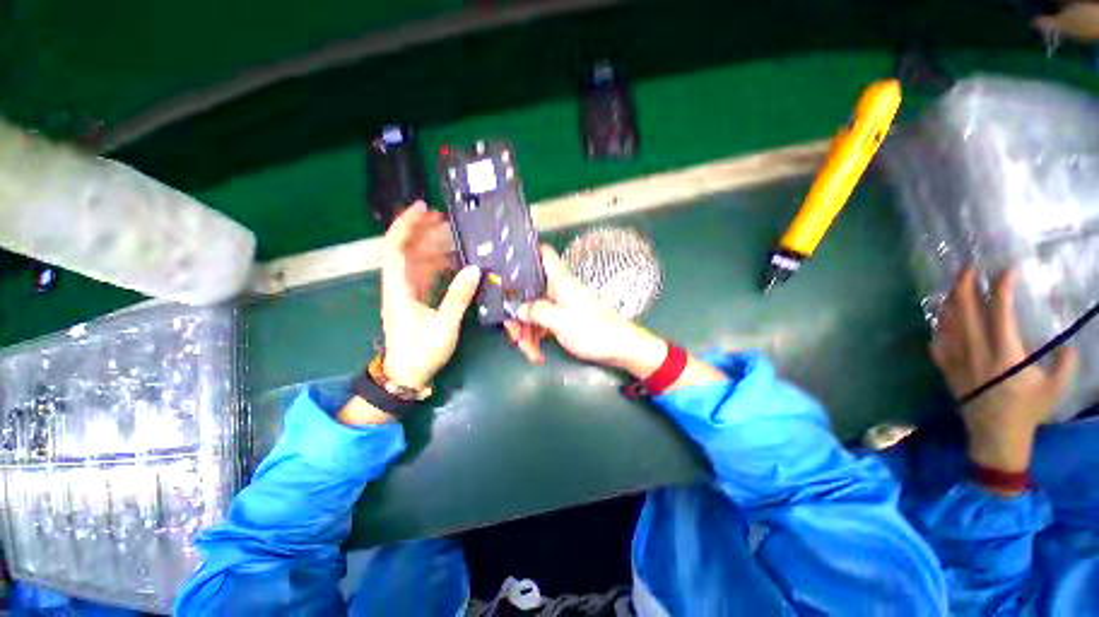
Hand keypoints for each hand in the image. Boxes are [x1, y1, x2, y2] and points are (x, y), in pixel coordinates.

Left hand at [381, 203, 480, 388]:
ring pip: (418, 259)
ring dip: (433, 245)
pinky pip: (427, 273)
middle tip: (446, 219)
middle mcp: (401, 284)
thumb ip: (458, 297)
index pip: (396, 248)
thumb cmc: (421, 352)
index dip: (406, 225)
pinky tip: (455, 259)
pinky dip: (440, 262)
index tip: (422, 208)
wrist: (407, 374)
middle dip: (424, 230)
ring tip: (454, 234)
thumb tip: (474, 270)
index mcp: (399, 288)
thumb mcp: (444, 326)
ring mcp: (409, 291)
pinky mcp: (418, 298)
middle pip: (408, 249)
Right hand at [506, 245, 667, 377]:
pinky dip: (537, 338)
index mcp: (560, 282)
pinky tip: (536, 354)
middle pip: (529, 291)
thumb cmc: (593, 330)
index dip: (527, 250)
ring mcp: (560, 305)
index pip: (544, 255)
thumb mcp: (562, 321)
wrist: (619, 348)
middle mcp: (558, 290)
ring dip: (527, 332)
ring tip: (529, 352)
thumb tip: (518, 308)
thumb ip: (537, 312)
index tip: (508, 257)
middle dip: (518, 313)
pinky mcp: (563, 320)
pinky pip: (543, 325)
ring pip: (534, 312)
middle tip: (513, 335)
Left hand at [931, 267, 1077, 474]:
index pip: (1000, 311)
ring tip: (955, 285)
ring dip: (951, 300)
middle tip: (969, 266)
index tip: (1008, 269)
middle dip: (965, 284)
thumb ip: (1066, 362)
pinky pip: (937, 341)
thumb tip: (1069, 342)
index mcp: (1005, 352)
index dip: (1003, 287)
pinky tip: (943, 317)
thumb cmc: (1028, 412)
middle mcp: (976, 351)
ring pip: (947, 322)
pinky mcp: (946, 368)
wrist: (994, 436)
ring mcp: (956, 359)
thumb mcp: (1056, 388)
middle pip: (965, 309)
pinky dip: (939, 325)